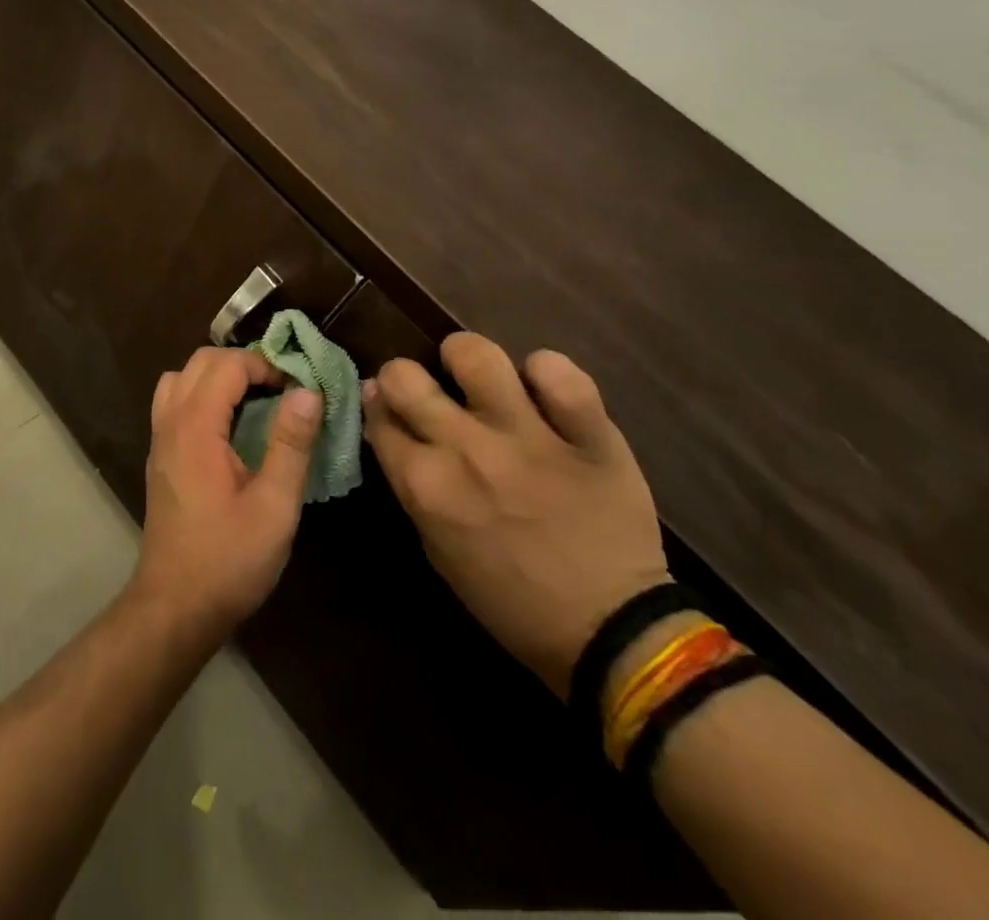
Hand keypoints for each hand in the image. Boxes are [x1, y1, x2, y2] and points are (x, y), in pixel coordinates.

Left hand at [132, 347, 322, 644]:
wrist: (175, 606)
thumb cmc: (228, 559)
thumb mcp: (274, 505)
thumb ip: (291, 443)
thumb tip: (307, 390)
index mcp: (196, 426)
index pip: (227, 364)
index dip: (264, 365)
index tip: (297, 388)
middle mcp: (170, 422)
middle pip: (200, 361)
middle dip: (242, 363)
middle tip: (280, 389)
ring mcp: (159, 439)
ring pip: (181, 378)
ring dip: (217, 376)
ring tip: (253, 400)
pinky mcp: (159, 456)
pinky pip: (174, 402)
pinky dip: (200, 395)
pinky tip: (229, 426)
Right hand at [364, 333, 668, 696]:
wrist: (611, 632)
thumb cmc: (510, 599)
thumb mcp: (437, 549)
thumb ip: (409, 483)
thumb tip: (387, 423)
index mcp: (427, 485)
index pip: (378, 415)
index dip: (378, 406)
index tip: (389, 407)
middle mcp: (467, 450)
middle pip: (405, 376)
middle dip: (403, 376)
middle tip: (424, 389)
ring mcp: (529, 437)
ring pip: (478, 356)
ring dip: (466, 357)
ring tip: (476, 374)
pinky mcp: (588, 434)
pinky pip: (560, 373)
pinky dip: (547, 373)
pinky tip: (543, 389)